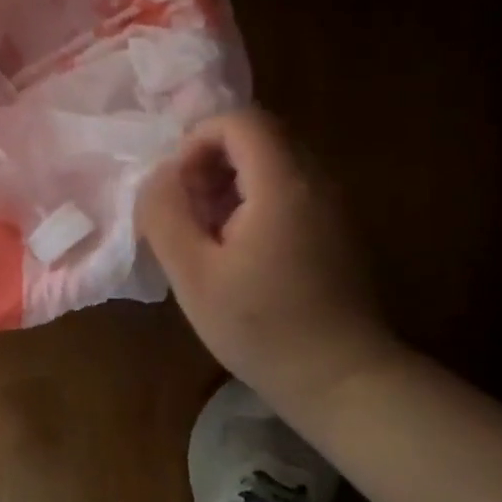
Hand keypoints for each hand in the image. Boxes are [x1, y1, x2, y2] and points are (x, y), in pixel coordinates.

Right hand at [138, 108, 400, 412]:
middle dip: (210, 163)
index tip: (178, 188)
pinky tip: (236, 252)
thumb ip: (164, 214)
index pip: (239, 120)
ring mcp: (332, 206)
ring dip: (228, 185)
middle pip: (257, 137)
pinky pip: (287, 191)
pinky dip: (252, 202)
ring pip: (272, 164)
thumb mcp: (192, 273)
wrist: (343, 381)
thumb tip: (158, 177)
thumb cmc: (261, 327)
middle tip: (187, 212)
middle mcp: (315, 182)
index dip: (197, 141)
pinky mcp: (335, 231)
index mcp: (282, 185)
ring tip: (206, 235)